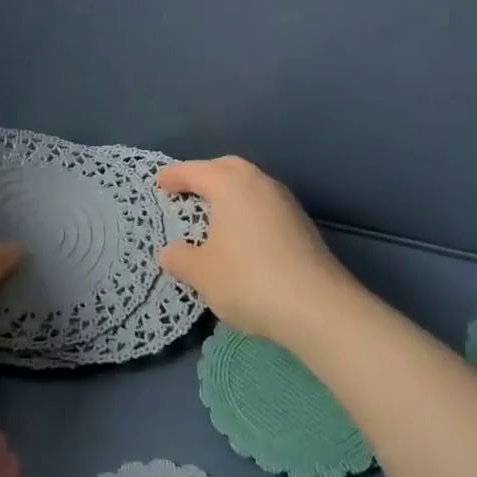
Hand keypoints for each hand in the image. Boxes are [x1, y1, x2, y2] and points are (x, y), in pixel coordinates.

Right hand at [156, 156, 361, 351]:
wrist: (317, 308)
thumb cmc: (249, 281)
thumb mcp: (202, 273)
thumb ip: (180, 258)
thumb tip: (169, 252)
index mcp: (231, 185)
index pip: (195, 171)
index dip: (174, 176)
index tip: (159, 183)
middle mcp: (260, 183)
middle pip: (227, 168)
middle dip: (205, 175)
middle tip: (186, 190)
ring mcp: (285, 202)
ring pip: (250, 184)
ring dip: (229, 192)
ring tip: (212, 212)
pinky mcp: (301, 223)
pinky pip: (264, 203)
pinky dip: (246, 208)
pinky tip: (241, 233)